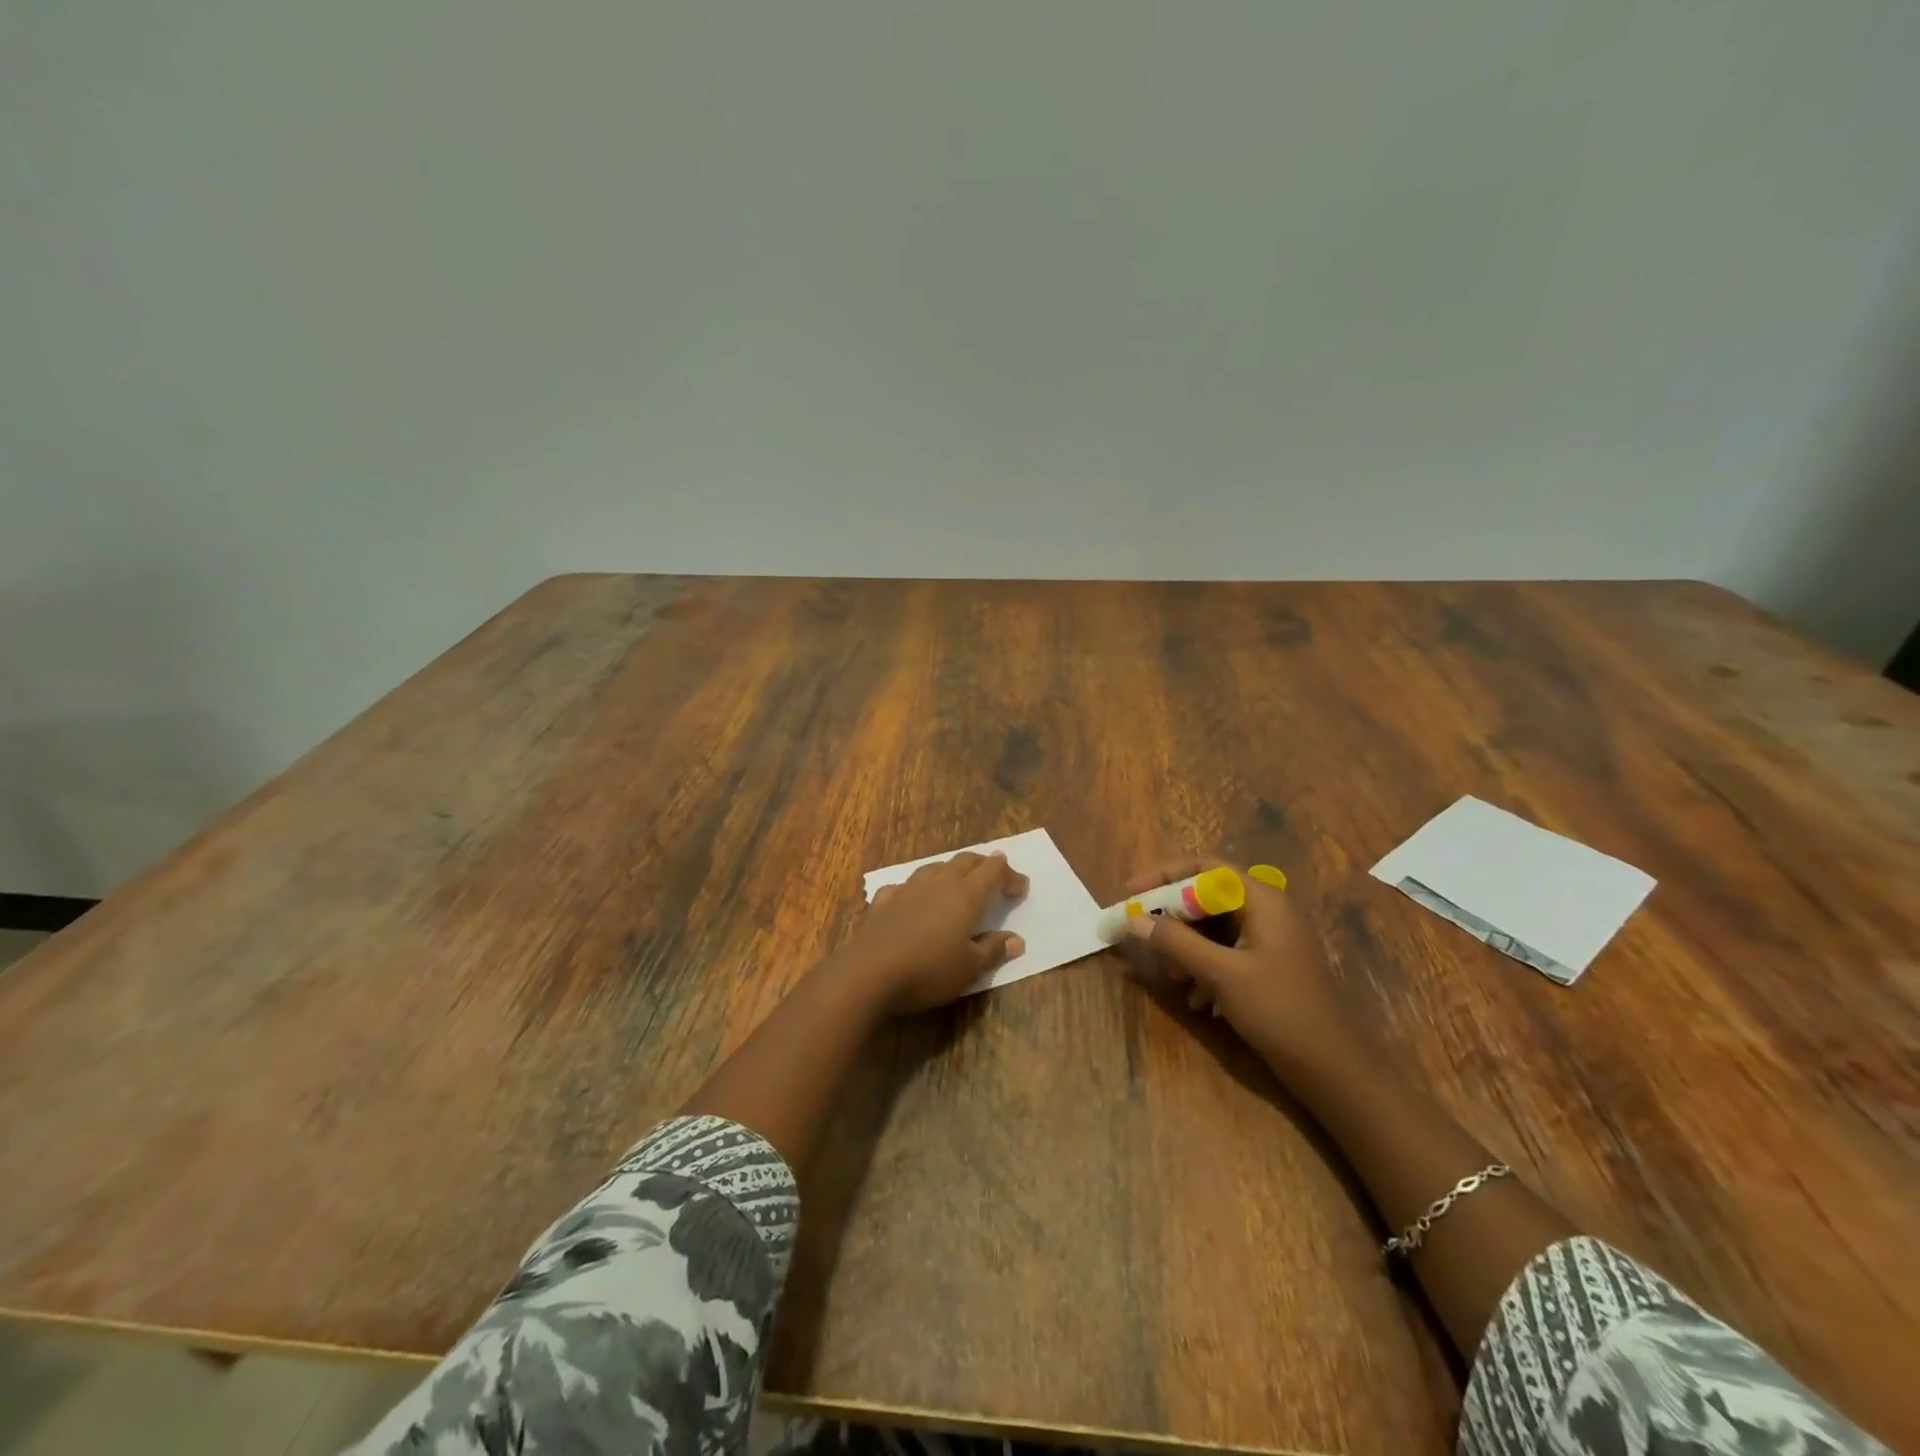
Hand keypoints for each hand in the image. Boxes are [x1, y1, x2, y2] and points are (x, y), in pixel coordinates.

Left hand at [834, 851, 1029, 1014]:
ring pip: (935, 868)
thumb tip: (1016, 940)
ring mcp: (908, 889)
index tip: (1020, 889)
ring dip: (951, 871)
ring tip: (957, 884)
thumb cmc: (929, 970)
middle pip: (965, 861)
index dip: (1010, 876)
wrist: (869, 973)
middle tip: (995, 877)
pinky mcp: (883, 901)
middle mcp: (939, 883)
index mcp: (966, 894)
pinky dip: (916, 889)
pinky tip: (912, 900)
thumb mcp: (969, 968)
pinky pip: (904, 886)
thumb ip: (993, 950)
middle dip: (984, 865)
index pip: (994, 871)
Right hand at [1118, 855, 1354, 1070]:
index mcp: (1262, 900)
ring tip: (1171, 977)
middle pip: (1207, 897)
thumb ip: (1176, 942)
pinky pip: (1226, 952)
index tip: (1131, 892)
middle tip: (1143, 937)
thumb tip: (1132, 919)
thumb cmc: (1279, 1010)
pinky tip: (1197, 1001)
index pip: (1205, 867)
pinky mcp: (1269, 967)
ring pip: (1214, 928)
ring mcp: (1270, 940)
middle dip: (1173, 918)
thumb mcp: (1221, 974)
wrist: (1334, 1070)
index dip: (1164, 874)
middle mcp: (1267, 911)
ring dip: (1186, 947)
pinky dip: (1205, 968)